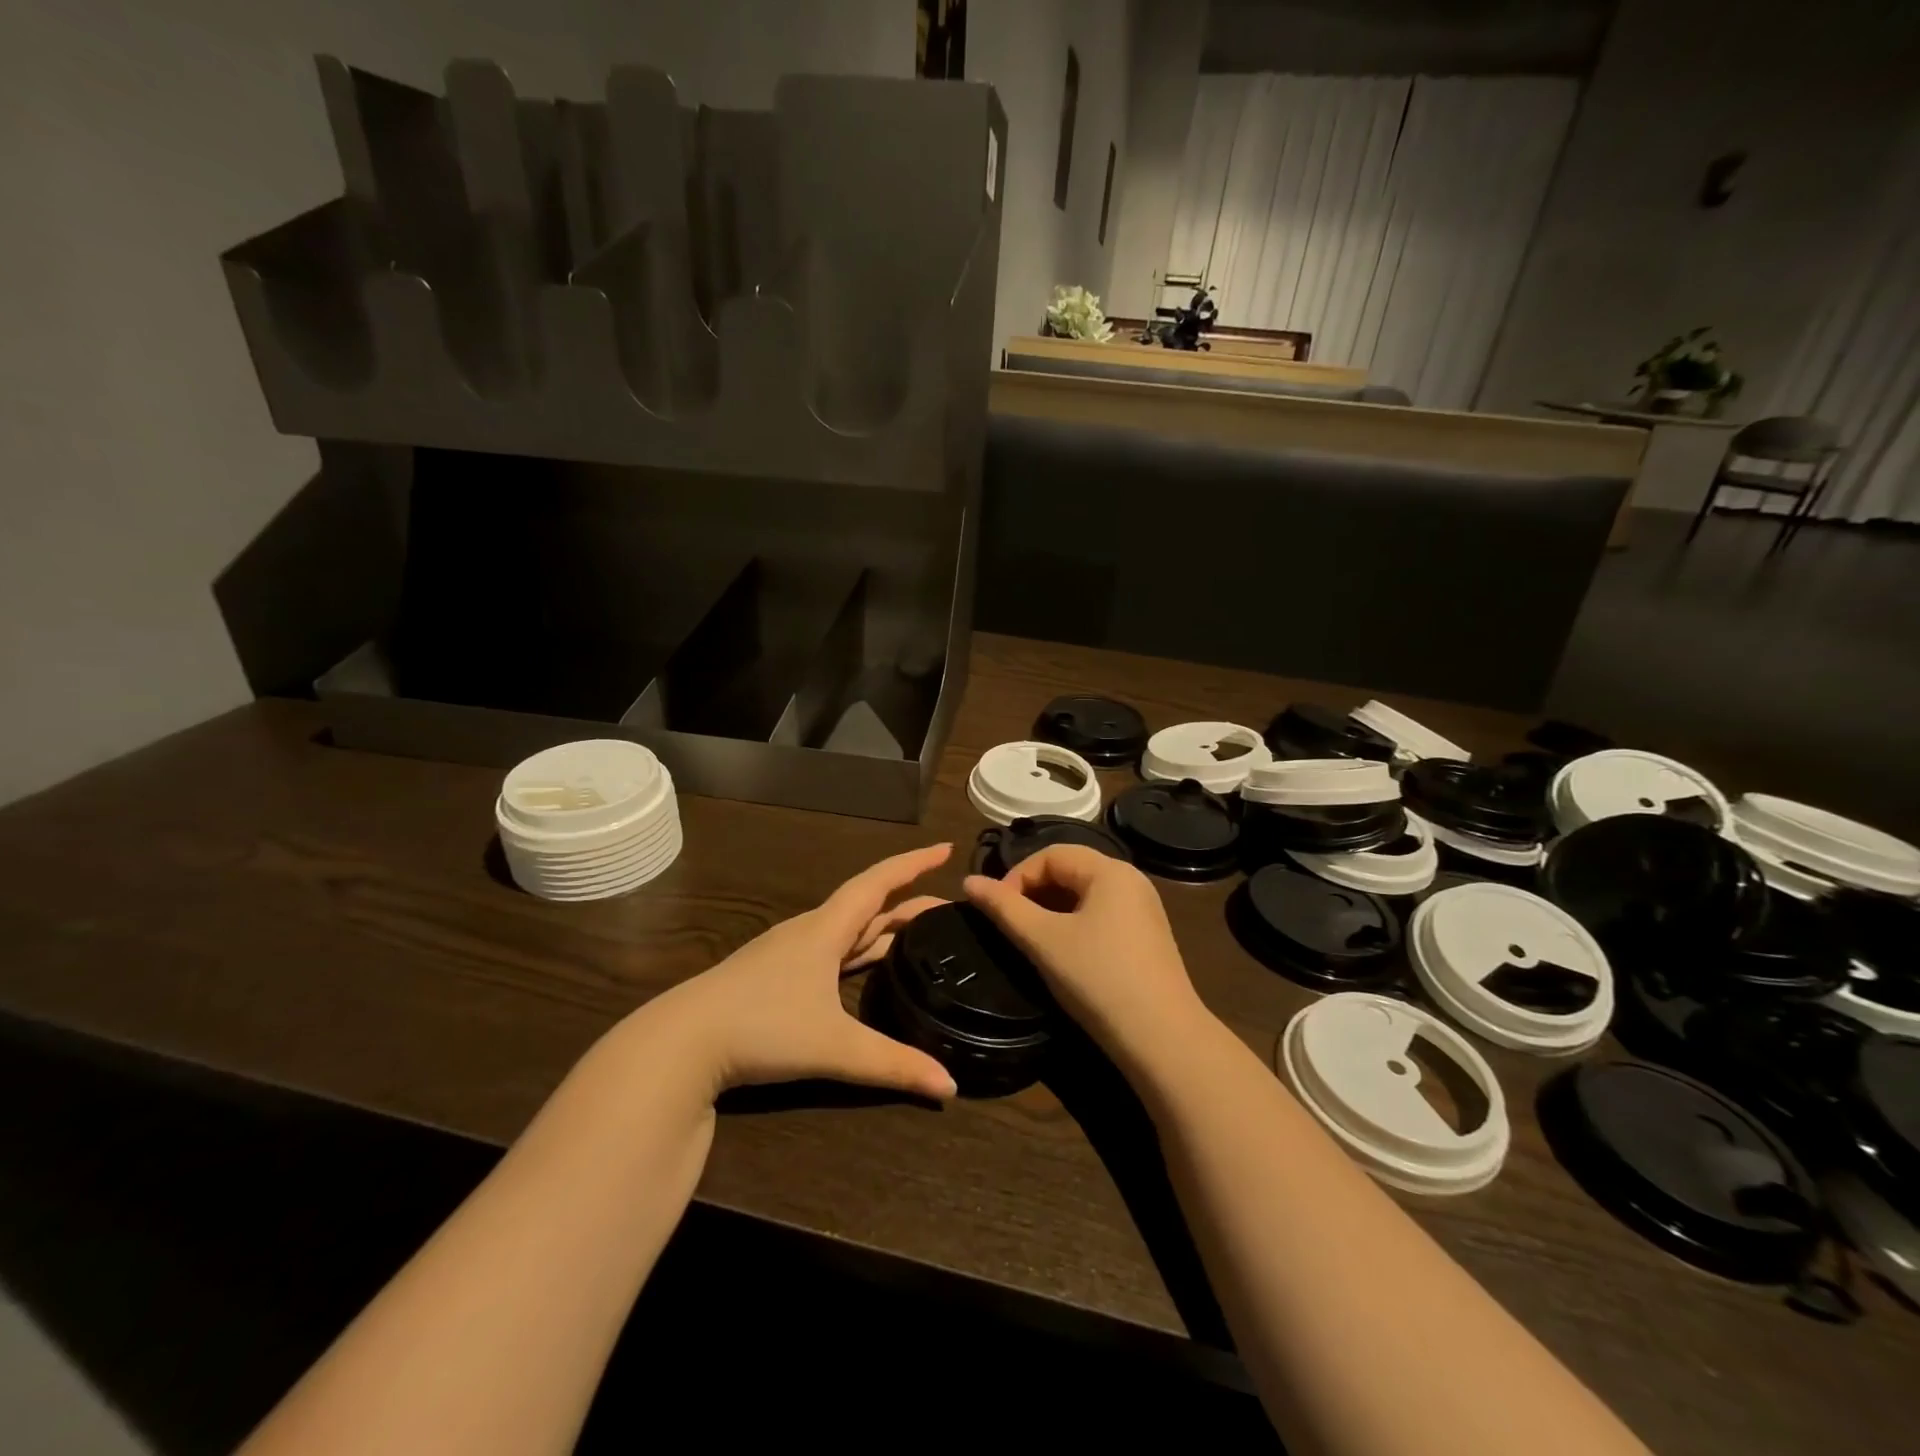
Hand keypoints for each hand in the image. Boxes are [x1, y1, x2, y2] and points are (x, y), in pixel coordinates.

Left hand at [648, 844, 958, 1101]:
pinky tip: (860, 968)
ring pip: (847, 929)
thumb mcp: (834, 1046)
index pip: (879, 883)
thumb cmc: (762, 1027)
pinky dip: (858, 950)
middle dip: (909, 902)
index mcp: (826, 929)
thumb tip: (949, 1086)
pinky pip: (829, 950)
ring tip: (916, 934)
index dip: (914, 863)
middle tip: (948, 907)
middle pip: (868, 906)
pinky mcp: (773, 976)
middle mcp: (809, 932)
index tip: (946, 848)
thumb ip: (893, 1065)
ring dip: (883, 926)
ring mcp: (787, 953)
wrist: (681, 1043)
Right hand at [963, 847, 1208, 1065]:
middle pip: (1069, 869)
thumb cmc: (1098, 980)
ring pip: (1084, 893)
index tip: (994, 910)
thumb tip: (968, 882)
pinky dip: (1073, 923)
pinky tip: (1061, 952)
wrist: (1162, 1039)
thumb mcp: (1043, 941)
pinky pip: (1101, 913)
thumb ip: (1004, 908)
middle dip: (1032, 890)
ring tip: (1028, 938)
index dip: (1016, 876)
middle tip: (1007, 923)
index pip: (1050, 854)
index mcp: (1110, 871)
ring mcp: (1143, 909)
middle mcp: (1130, 880)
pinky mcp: (1146, 936)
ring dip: (1051, 908)